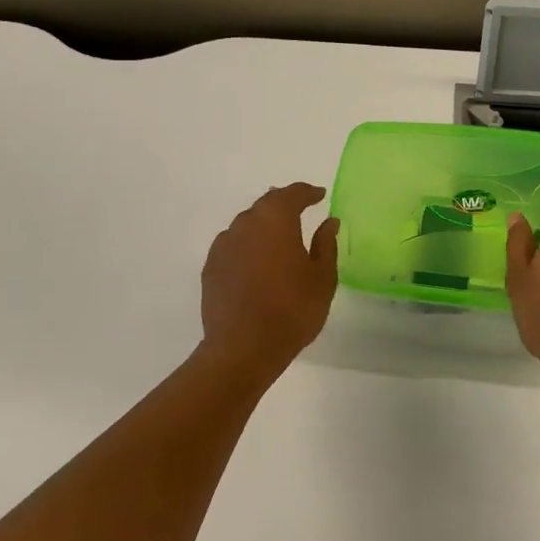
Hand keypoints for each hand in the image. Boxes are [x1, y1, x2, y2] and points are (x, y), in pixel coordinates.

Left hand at [200, 183, 339, 375]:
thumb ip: (325, 245)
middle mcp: (245, 224)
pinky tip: (256, 262)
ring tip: (278, 239)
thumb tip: (328, 222)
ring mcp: (223, 245)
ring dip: (263, 226)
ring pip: (246, 224)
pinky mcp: (211, 267)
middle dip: (283, 205)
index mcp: (275, 221)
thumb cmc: (292, 310)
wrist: (243, 348)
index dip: (307, 192)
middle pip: (265, 205)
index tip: (320, 195)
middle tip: (300, 210)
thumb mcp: (322, 278)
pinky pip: (233, 245)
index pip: (292, 194)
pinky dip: (247, 245)